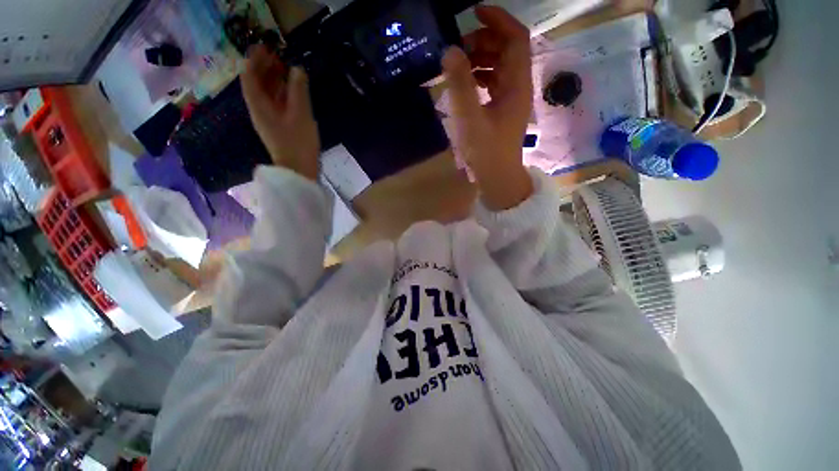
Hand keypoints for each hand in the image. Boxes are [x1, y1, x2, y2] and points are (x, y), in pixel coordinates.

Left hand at [241, 44, 319, 179]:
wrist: (299, 170)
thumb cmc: (298, 143)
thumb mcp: (300, 114)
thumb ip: (298, 90)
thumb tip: (297, 69)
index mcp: (259, 105)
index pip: (249, 77)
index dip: (255, 60)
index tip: (265, 48)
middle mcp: (259, 110)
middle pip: (257, 84)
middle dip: (264, 68)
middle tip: (278, 55)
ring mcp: (269, 120)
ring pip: (267, 95)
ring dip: (274, 80)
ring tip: (286, 69)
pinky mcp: (279, 128)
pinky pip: (276, 105)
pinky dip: (281, 94)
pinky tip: (291, 91)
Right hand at [442, 5, 533, 210]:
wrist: (498, 177)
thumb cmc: (487, 151)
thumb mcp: (470, 118)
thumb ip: (460, 85)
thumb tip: (449, 51)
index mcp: (517, 84)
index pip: (515, 38)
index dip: (498, 20)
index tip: (474, 13)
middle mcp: (518, 87)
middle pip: (507, 50)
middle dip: (484, 41)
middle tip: (458, 48)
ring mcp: (511, 99)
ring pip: (499, 67)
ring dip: (480, 59)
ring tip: (457, 64)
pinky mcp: (502, 110)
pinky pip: (493, 83)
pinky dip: (480, 77)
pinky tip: (465, 82)